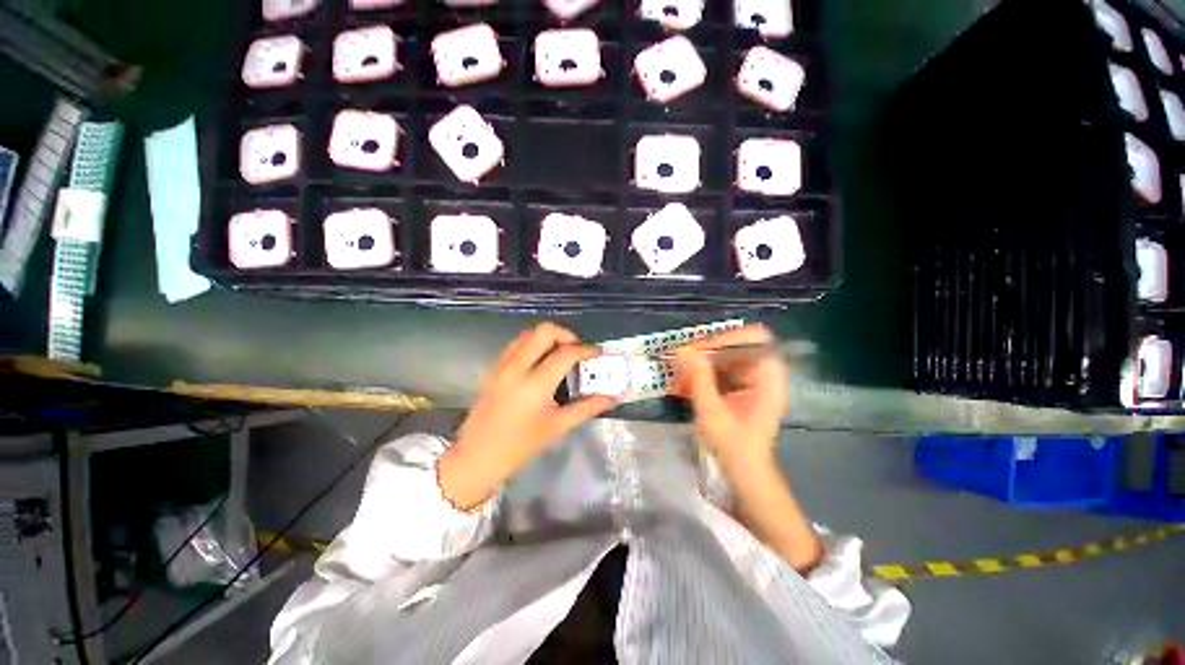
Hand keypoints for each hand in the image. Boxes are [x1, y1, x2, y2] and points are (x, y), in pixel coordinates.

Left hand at [440, 323, 615, 508]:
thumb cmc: (520, 446)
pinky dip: (533, 343)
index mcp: (535, 384)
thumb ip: (587, 408)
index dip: (586, 350)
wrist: (477, 457)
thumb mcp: (557, 427)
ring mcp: (502, 365)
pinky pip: (516, 344)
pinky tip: (541, 361)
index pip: (566, 353)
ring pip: (528, 333)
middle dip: (566, 334)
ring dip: (549, 337)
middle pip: (544, 331)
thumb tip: (612, 398)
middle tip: (578, 350)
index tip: (598, 353)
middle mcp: (517, 367)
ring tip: (562, 353)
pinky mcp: (494, 368)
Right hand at [674, 326, 821, 570]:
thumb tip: (683, 349)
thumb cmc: (734, 446)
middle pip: (735, 346)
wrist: (745, 474)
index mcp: (768, 377)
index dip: (726, 339)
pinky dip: (701, 377)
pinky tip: (684, 388)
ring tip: (678, 380)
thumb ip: (698, 378)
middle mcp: (763, 373)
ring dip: (699, 366)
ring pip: (723, 359)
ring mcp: (751, 381)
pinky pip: (719, 372)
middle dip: (705, 353)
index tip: (699, 351)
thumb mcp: (712, 411)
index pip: (753, 338)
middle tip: (682, 363)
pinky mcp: (740, 388)